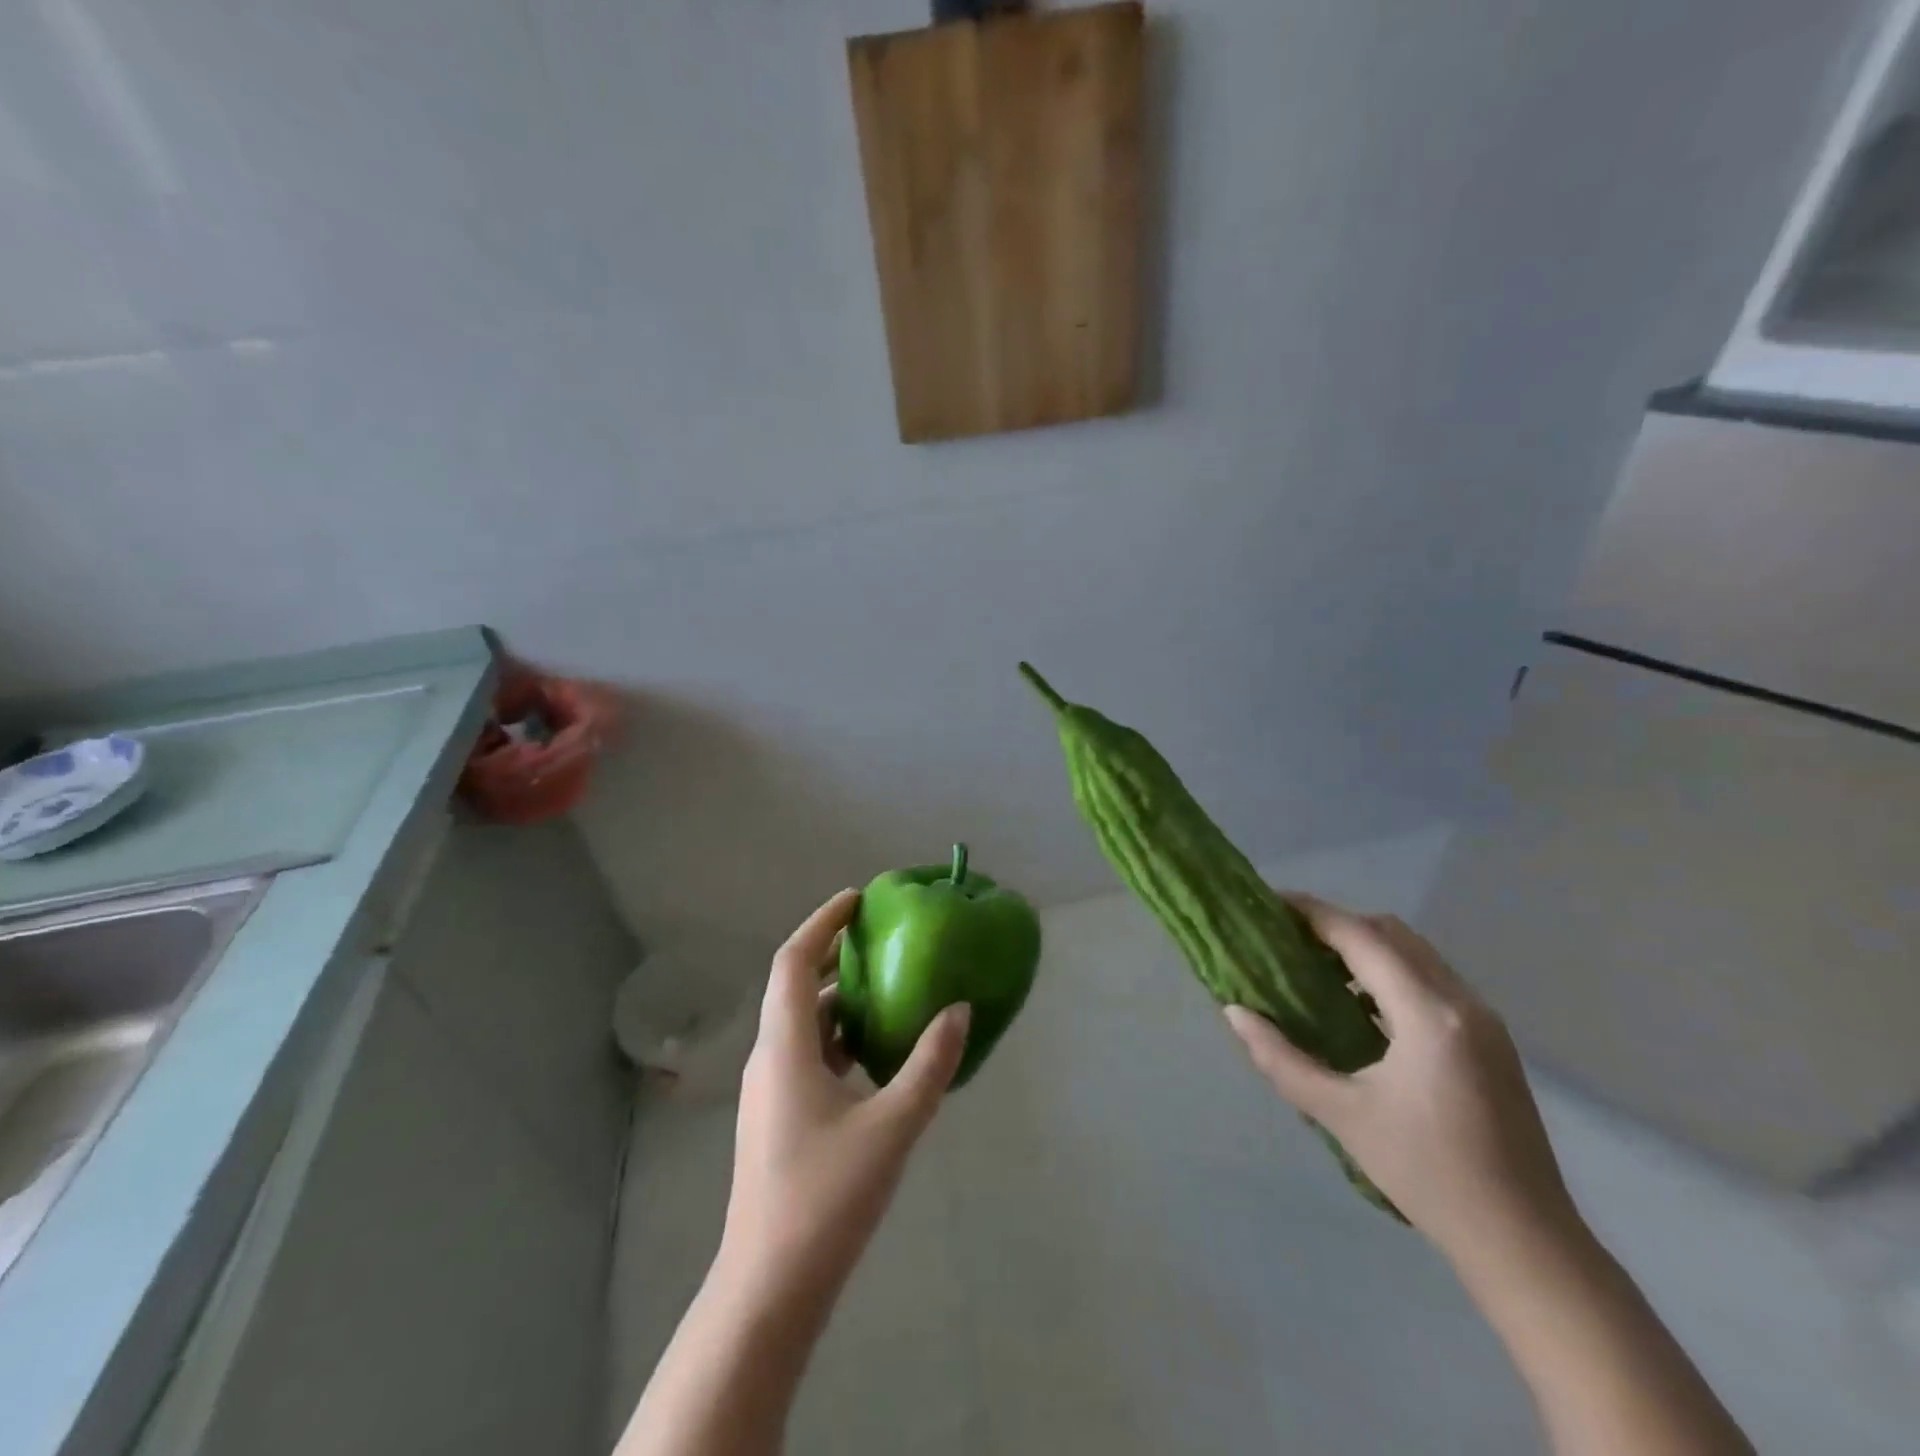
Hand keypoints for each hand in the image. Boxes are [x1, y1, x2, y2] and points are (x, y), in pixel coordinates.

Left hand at [716, 889, 970, 1318]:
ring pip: (802, 1025)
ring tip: (887, 989)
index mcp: (785, 1047)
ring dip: (838, 1000)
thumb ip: (929, 1065)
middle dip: (833, 956)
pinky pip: (806, 1055)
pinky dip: (837, 1038)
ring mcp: (768, 1091)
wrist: (769, 1288)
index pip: (792, 960)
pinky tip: (874, 1055)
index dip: (821, 923)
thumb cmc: (826, 1198)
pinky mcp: (776, 1118)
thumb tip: (958, 1011)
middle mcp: (769, 1058)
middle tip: (879, 939)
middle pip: (795, 987)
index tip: (856, 900)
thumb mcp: (892, 1126)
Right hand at [1225, 896, 1575, 1266]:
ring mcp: (1483, 1020)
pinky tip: (1359, 1007)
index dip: (1314, 914)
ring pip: (1416, 954)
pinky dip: (1390, 974)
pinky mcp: (1490, 1040)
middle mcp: (1462, 1002)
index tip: (1270, 903)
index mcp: (1429, 1015)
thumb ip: (1281, 1059)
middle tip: (1288, 938)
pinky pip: (1431, 981)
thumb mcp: (1342, 1116)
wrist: (1526, 1243)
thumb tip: (1234, 1013)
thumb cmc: (1427, 1176)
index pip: (1363, 938)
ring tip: (1316, 968)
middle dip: (1337, 925)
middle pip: (1392, 933)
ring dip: (1365, 948)